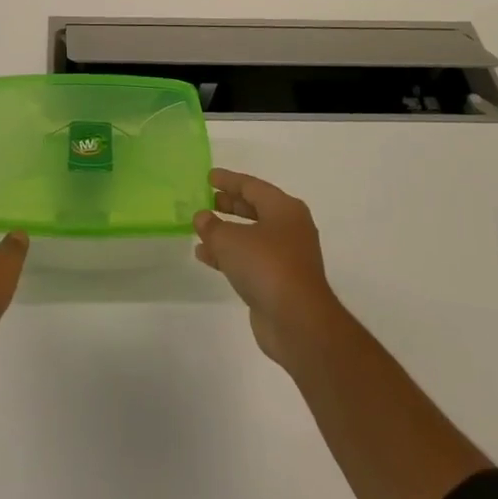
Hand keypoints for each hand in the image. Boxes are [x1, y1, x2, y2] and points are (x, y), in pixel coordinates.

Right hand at [194, 169, 346, 369]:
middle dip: (230, 205)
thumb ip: (212, 226)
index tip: (209, 177)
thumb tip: (202, 217)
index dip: (229, 180)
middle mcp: (290, 229)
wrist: (297, 321)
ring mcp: (287, 257)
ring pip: (251, 236)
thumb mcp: (230, 239)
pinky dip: (229, 255)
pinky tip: (205, 256)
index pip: (252, 186)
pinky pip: (250, 260)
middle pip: (255, 209)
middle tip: (208, 200)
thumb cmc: (266, 265)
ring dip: (226, 233)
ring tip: (200, 229)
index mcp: (284, 209)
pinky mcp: (279, 282)